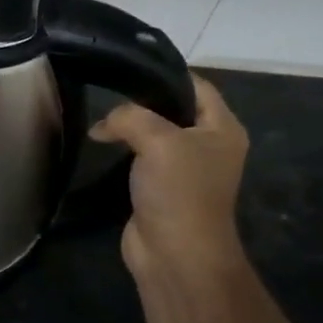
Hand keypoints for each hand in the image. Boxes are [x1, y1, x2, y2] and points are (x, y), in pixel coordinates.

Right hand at [90, 74, 248, 278]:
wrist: (174, 253)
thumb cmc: (178, 192)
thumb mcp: (158, 140)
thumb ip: (131, 118)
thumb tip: (104, 124)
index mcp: (222, 128)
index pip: (197, 86)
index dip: (165, 75)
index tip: (128, 69)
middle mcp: (207, 146)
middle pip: (173, 110)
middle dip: (141, 103)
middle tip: (107, 95)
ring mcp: (184, 170)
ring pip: (154, 136)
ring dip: (129, 129)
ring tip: (100, 121)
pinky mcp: (160, 190)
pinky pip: (141, 160)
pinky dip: (123, 152)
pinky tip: (102, 147)